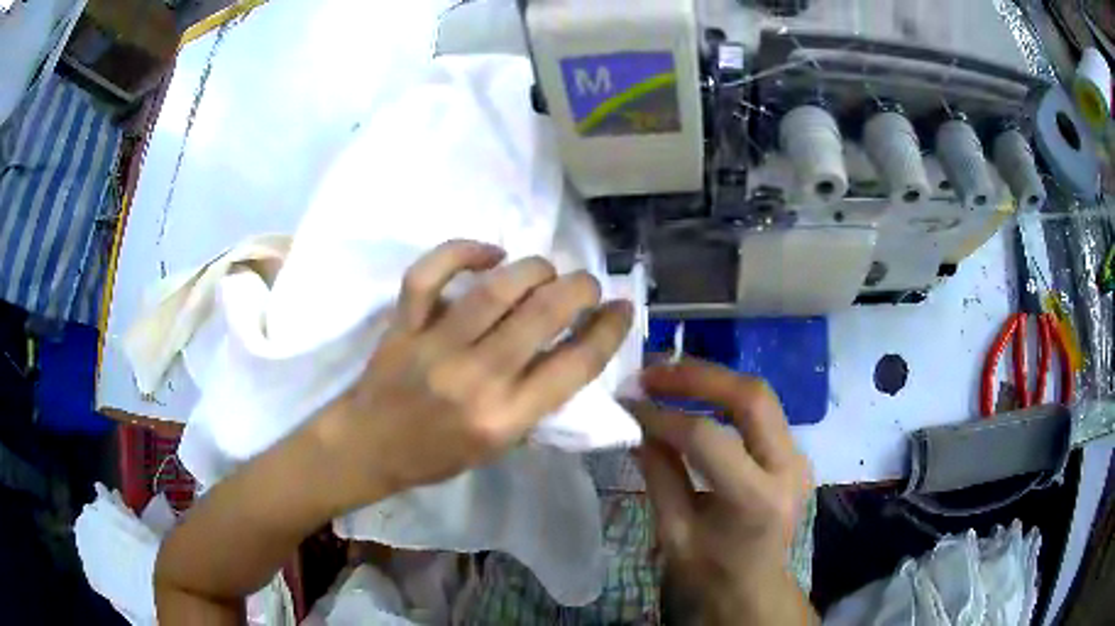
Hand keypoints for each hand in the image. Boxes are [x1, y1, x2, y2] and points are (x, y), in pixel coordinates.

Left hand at [313, 240, 632, 508]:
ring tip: (545, 271)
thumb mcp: (499, 448)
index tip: (622, 308)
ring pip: (497, 287)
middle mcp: (476, 377)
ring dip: (534, 269)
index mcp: (505, 417)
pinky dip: (462, 251)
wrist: (368, 447)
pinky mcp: (404, 323)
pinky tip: (489, 253)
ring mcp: (435, 345)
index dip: (610, 329)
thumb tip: (569, 351)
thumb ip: (535, 402)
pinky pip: (430, 273)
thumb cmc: (436, 455)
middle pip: (544, 314)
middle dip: (580, 288)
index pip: (576, 364)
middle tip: (586, 285)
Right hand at [632, 359, 815, 624]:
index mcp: (755, 500)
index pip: (708, 438)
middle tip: (652, 370)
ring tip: (668, 375)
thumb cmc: (710, 573)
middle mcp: (788, 468)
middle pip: (750, 397)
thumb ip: (660, 474)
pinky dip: (725, 396)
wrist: (756, 589)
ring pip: (759, 396)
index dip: (663, 416)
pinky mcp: (794, 453)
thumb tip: (636, 425)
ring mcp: (798, 457)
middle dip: (698, 376)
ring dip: (712, 379)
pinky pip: (761, 411)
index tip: (628, 403)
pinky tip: (695, 396)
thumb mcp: (675, 532)